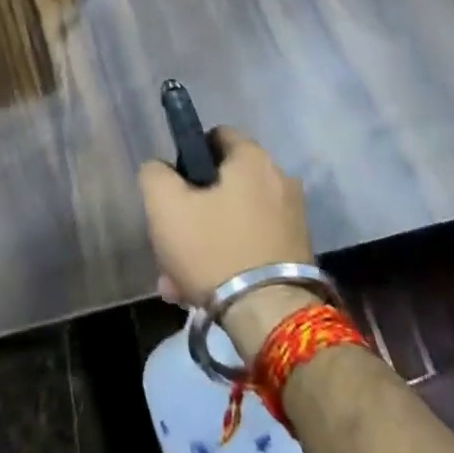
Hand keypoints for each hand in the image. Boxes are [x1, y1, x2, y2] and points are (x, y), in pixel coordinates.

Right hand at [138, 129, 316, 352]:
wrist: (270, 316)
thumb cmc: (213, 248)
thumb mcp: (165, 205)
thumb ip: (155, 174)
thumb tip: (161, 169)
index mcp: (253, 158)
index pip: (216, 135)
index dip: (189, 156)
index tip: (173, 188)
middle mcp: (280, 180)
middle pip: (224, 184)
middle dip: (194, 211)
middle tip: (171, 241)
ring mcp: (293, 218)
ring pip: (234, 220)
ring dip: (206, 242)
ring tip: (179, 279)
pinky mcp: (298, 253)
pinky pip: (252, 245)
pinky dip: (229, 260)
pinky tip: (205, 291)